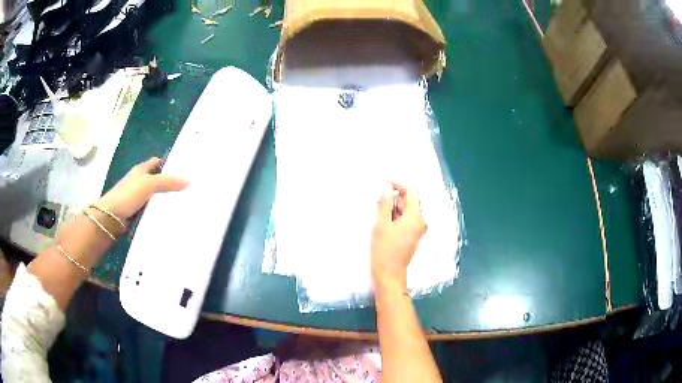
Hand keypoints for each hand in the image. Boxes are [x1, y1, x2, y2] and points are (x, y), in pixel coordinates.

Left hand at [96, 157, 188, 220]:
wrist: (111, 218)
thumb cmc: (128, 195)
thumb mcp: (149, 184)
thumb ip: (167, 181)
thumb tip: (188, 180)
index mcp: (141, 170)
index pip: (156, 163)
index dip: (168, 164)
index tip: (183, 170)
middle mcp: (139, 182)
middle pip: (157, 180)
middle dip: (170, 184)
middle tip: (188, 190)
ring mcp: (137, 198)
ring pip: (155, 197)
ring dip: (164, 201)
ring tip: (183, 205)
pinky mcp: (137, 213)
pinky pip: (151, 210)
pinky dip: (159, 213)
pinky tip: (169, 217)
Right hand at [371, 182, 426, 293]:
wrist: (389, 275)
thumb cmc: (384, 250)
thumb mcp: (381, 225)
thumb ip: (385, 204)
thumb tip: (387, 190)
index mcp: (415, 217)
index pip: (411, 192)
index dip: (398, 184)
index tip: (384, 181)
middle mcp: (420, 222)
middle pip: (409, 201)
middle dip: (394, 198)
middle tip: (377, 200)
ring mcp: (417, 230)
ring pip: (406, 211)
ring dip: (393, 208)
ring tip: (378, 212)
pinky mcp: (412, 237)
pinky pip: (405, 220)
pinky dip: (395, 217)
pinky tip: (383, 221)